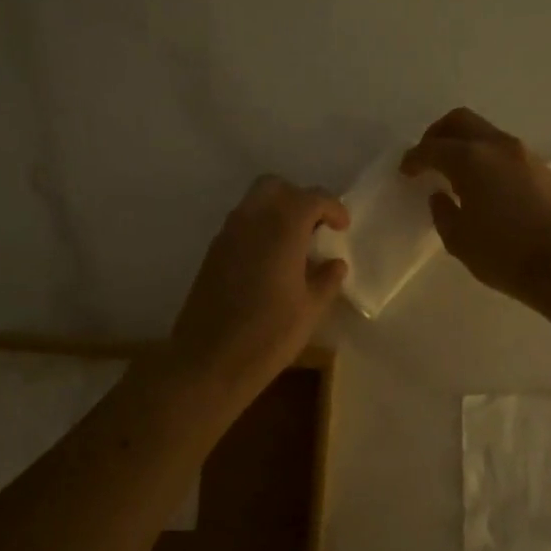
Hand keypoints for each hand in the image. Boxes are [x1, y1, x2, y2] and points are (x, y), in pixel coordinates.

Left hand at [168, 176, 348, 403]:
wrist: (208, 363)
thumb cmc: (268, 336)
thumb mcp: (310, 311)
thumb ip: (326, 280)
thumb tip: (334, 264)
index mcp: (282, 229)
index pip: (311, 198)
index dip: (332, 207)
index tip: (343, 228)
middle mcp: (251, 221)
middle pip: (276, 187)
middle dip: (299, 199)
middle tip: (316, 227)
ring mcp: (227, 235)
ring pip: (254, 202)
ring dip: (277, 211)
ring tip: (295, 244)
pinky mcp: (212, 253)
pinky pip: (240, 224)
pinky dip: (259, 228)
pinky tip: (270, 261)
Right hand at [401, 108, 550, 304]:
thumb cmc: (505, 255)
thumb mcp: (460, 241)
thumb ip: (443, 213)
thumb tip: (440, 196)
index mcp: (470, 159)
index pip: (433, 148)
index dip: (414, 158)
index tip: (406, 171)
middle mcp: (497, 146)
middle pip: (461, 121)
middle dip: (438, 134)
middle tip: (427, 157)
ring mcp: (524, 154)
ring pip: (486, 132)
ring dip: (465, 144)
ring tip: (454, 173)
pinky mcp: (542, 168)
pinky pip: (504, 150)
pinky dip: (486, 156)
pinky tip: (483, 184)